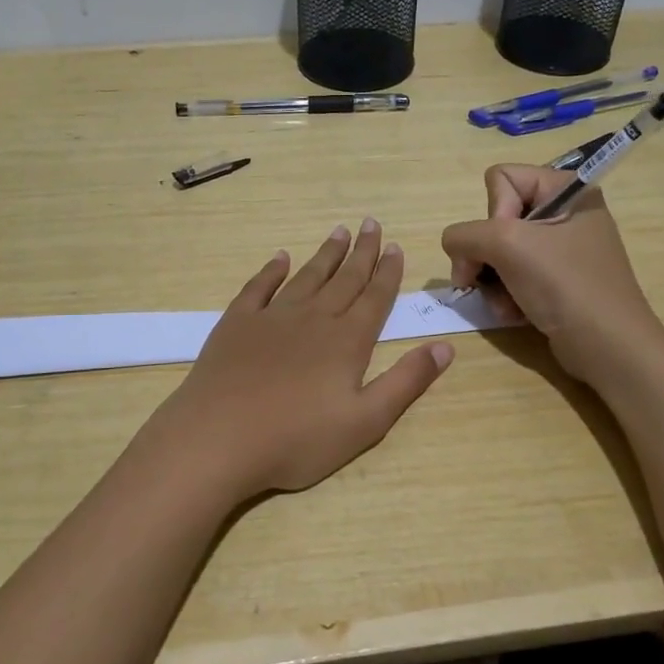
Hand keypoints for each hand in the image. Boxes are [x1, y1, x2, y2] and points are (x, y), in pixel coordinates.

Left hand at [142, 219, 453, 501]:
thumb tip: (444, 346)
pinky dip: (272, 270)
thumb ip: (406, 382)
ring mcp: (272, 317)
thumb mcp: (365, 422)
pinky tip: (280, 258)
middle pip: (344, 279)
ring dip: (325, 255)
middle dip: (362, 252)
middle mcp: (313, 318)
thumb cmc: (297, 439)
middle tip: (372, 223)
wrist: (219, 438)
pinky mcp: (237, 323)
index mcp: (346, 341)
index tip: (395, 246)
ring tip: (339, 232)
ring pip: (306, 277)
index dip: (388, 272)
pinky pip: (259, 287)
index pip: (375, 298)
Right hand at [440, 164, 658, 381]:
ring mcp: (561, 250)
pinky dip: (507, 296)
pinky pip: (513, 276)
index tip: (507, 243)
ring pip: (498, 252)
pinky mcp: (556, 281)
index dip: (494, 212)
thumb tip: (454, 248)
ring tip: (505, 305)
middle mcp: (565, 213)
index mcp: (566, 189)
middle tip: (485, 279)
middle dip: (487, 254)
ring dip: (493, 281)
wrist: (607, 347)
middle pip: (496, 218)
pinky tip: (515, 314)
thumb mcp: (507, 245)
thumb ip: (465, 235)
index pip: (501, 179)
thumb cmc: (564, 284)